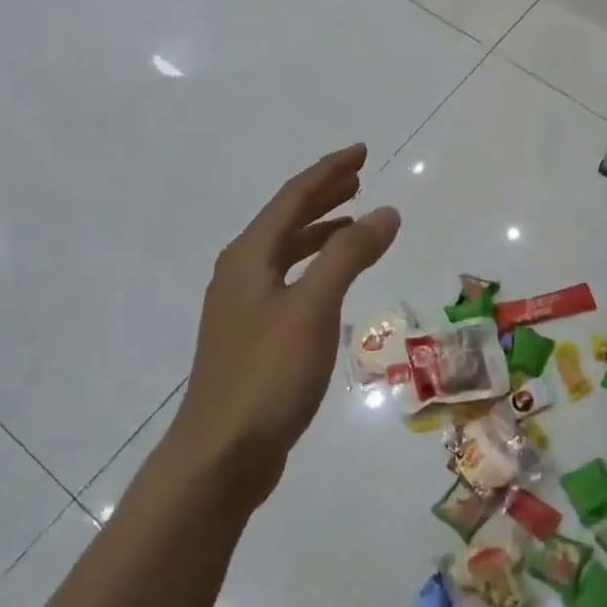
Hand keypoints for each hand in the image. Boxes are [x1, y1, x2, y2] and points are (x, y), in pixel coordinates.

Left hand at [170, 144, 399, 506]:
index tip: (362, 152)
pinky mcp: (253, 339)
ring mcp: (243, 308)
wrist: (221, 454)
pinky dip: (316, 269)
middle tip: (359, 178)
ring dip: (320, 233)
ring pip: (288, 254)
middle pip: (287, 221)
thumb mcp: (313, 307)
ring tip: (354, 223)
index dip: (329, 172)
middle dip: (324, 196)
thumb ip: (349, 255)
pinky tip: (334, 283)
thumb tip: (385, 212)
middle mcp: (241, 274)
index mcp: (249, 257)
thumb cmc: (268, 374)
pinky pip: (290, 284)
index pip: (293, 198)